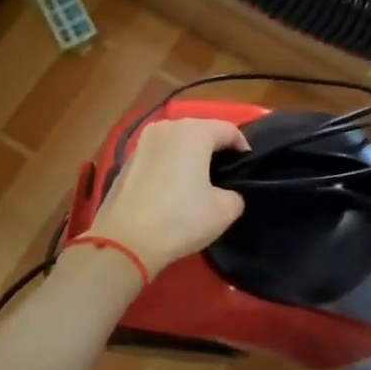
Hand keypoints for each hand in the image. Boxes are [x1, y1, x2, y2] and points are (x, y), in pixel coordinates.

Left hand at [89, 118, 249, 274]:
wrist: (124, 241)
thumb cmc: (180, 219)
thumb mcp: (225, 211)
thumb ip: (235, 194)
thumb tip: (227, 193)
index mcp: (194, 132)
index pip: (229, 130)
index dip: (242, 148)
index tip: (246, 170)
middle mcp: (167, 127)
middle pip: (201, 131)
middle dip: (215, 149)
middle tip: (224, 174)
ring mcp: (142, 143)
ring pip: (176, 142)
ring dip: (189, 156)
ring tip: (197, 181)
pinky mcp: (126, 161)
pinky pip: (158, 156)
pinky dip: (169, 165)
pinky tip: (171, 190)